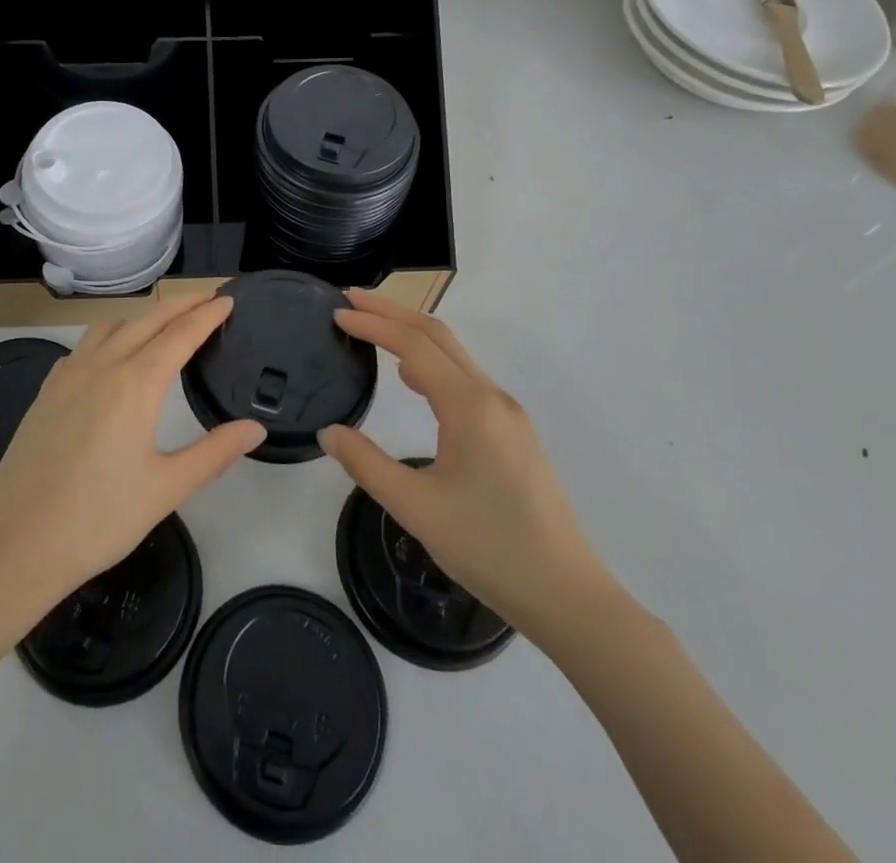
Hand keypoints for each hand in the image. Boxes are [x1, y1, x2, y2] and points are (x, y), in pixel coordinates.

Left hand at [0, 292, 264, 637]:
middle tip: (207, 300)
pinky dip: (109, 335)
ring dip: (142, 317)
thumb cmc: (98, 520)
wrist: (15, 546)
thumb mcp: (166, 489)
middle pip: (146, 320)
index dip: (207, 315)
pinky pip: (83, 346)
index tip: (228, 300)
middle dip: (180, 305)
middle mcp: (100, 367)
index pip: (180, 335)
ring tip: (163, 324)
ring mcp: (67, 376)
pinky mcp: (45, 392)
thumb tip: (255, 429)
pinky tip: (112, 357)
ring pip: (110, 327)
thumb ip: (215, 453)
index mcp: (134, 385)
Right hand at [317, 288, 620, 648]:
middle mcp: (492, 396)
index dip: (373, 323)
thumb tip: (328, 431)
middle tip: (352, 300)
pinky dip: (433, 363)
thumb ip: (366, 463)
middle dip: (393, 312)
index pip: (413, 344)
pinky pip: (467, 380)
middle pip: (438, 335)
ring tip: (374, 332)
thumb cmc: (489, 547)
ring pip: (455, 356)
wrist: (567, 595)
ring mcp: (508, 414)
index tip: (337, 312)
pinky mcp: (514, 433)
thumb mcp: (415, 507)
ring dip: (413, 335)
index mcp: (469, 405)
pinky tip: (414, 380)